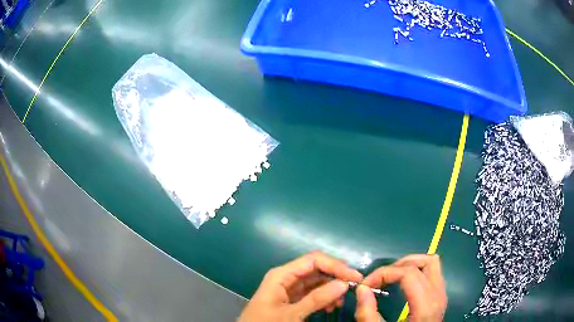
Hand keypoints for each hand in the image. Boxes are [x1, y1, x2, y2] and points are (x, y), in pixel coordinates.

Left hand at [238, 251, 362, 321]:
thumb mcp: (291, 314)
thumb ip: (316, 299)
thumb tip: (343, 284)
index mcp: (282, 275)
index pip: (314, 260)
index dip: (336, 266)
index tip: (355, 277)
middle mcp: (286, 277)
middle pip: (316, 269)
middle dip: (335, 277)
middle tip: (353, 287)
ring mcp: (289, 288)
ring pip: (316, 281)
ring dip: (331, 289)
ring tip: (341, 302)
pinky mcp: (292, 299)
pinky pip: (312, 293)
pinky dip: (324, 298)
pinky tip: (330, 306)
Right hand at [355, 254, 446, 321]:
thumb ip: (367, 314)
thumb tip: (362, 288)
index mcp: (426, 306)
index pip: (409, 273)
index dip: (384, 273)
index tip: (366, 285)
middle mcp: (438, 296)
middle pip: (425, 263)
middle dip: (398, 266)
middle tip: (379, 279)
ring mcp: (442, 295)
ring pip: (432, 264)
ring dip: (410, 265)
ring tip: (391, 276)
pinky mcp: (440, 297)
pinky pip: (432, 273)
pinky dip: (416, 271)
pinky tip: (403, 283)